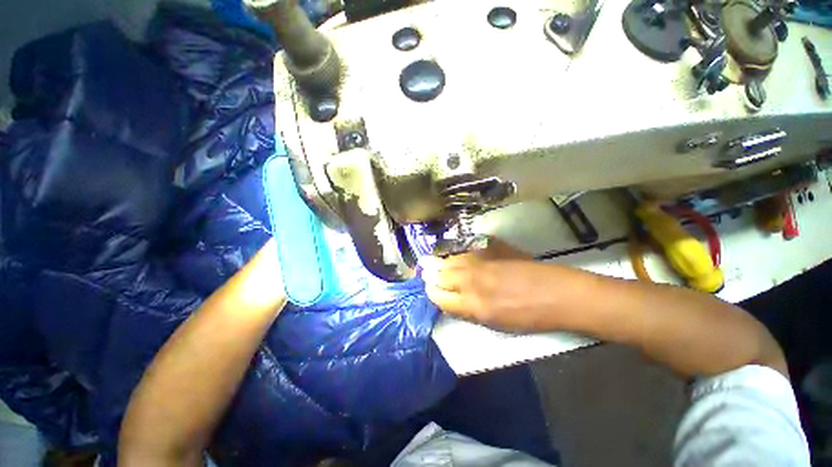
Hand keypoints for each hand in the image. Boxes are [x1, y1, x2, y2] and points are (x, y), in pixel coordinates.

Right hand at [419, 239, 565, 331]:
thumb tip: (452, 300)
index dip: (432, 293)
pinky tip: (458, 256)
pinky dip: (458, 254)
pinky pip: (466, 250)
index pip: (439, 297)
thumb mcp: (494, 323)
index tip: (431, 291)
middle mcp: (472, 280)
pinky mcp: (491, 248)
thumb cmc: (529, 316)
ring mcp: (481, 261)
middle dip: (432, 276)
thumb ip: (468, 310)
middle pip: (440, 275)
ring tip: (438, 265)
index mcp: (473, 305)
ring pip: (450, 260)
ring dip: (442, 263)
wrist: (558, 294)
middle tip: (428, 275)